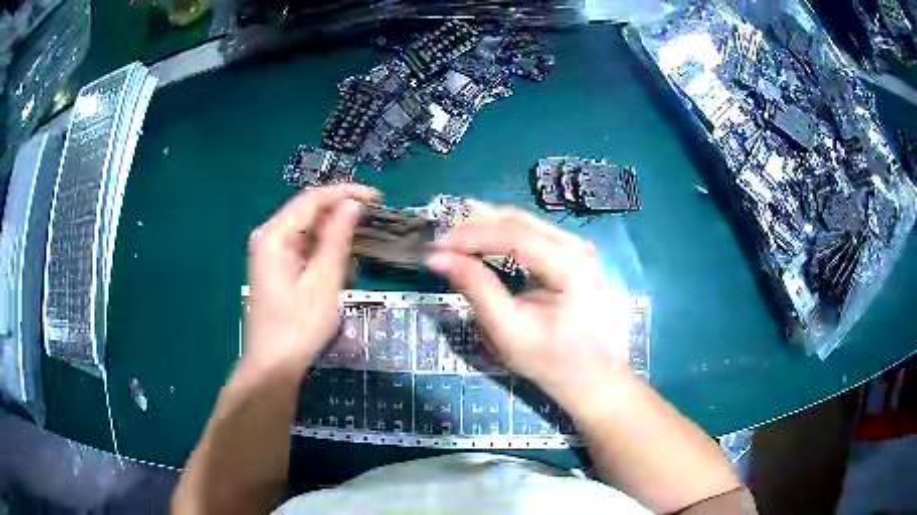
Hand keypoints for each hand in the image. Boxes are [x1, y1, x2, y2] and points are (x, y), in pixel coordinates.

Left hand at [244, 184, 377, 377]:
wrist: (273, 366)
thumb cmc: (299, 326)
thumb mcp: (323, 281)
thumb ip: (337, 238)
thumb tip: (353, 204)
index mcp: (274, 234)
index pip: (313, 199)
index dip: (346, 193)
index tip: (378, 197)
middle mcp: (268, 236)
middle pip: (308, 211)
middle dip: (341, 212)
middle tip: (375, 218)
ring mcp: (269, 252)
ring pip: (306, 229)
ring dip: (334, 233)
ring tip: (363, 241)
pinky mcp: (274, 267)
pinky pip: (302, 247)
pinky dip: (323, 250)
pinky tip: (341, 261)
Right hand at [427, 207, 634, 408]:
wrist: (589, 376)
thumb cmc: (551, 359)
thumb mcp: (508, 330)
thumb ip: (476, 288)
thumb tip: (438, 258)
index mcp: (570, 265)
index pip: (515, 235)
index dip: (472, 235)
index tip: (438, 245)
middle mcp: (577, 247)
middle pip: (520, 221)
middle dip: (476, 225)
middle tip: (441, 238)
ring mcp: (576, 249)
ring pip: (524, 223)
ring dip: (487, 227)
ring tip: (453, 236)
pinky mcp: (569, 256)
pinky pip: (531, 235)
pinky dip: (501, 236)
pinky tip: (480, 241)